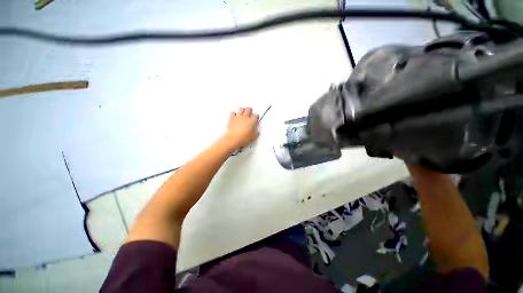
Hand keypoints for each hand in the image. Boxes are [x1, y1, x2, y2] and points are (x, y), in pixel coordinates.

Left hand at [224, 107, 258, 150]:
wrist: (233, 139)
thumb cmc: (244, 139)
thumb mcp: (253, 137)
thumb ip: (256, 132)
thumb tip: (256, 131)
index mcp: (252, 122)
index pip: (256, 116)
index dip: (257, 117)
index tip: (257, 118)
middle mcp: (245, 117)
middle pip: (249, 109)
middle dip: (250, 110)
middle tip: (250, 111)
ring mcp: (238, 117)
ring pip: (241, 109)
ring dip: (242, 110)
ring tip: (243, 111)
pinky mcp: (231, 119)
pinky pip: (232, 113)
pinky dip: (234, 113)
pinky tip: (234, 115)